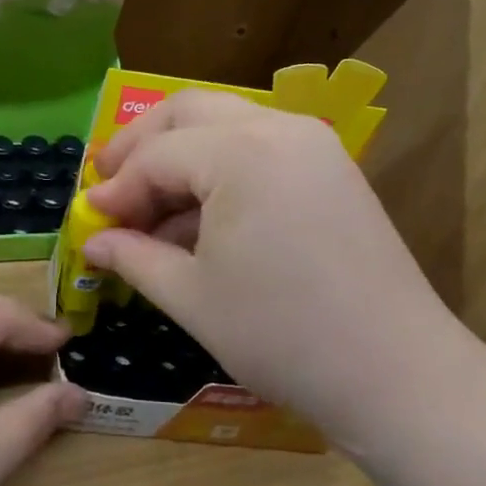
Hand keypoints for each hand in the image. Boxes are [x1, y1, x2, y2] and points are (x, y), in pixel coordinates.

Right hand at [83, 91, 468, 451]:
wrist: (397, 374)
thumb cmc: (281, 335)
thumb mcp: (192, 296)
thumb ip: (134, 257)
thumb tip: (93, 240)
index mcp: (240, 152)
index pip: (157, 156)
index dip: (116, 188)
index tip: (88, 218)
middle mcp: (277, 128)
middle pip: (188, 111)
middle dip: (141, 145)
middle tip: (110, 184)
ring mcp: (312, 144)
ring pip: (225, 123)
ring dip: (180, 155)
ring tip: (151, 211)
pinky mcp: (330, 168)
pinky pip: (258, 147)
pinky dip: (220, 169)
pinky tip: (200, 218)